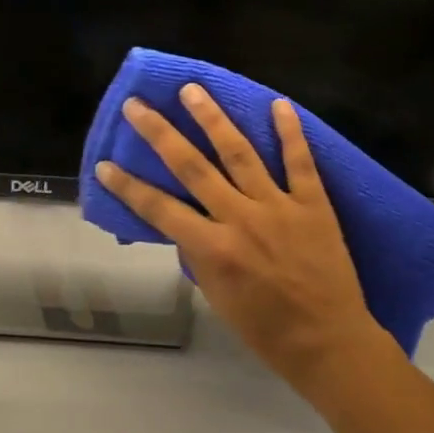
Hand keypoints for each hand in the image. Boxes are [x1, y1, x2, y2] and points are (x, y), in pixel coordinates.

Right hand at [94, 86, 394, 400]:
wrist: (329, 342)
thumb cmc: (266, 328)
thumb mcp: (216, 296)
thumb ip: (199, 254)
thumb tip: (185, 223)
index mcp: (213, 248)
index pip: (159, 209)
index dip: (128, 186)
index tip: (105, 164)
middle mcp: (240, 219)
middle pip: (192, 167)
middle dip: (160, 133)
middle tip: (137, 105)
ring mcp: (278, 207)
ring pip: (239, 153)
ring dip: (212, 119)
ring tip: (192, 90)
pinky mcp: (313, 204)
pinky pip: (300, 162)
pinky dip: (289, 132)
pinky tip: (278, 104)